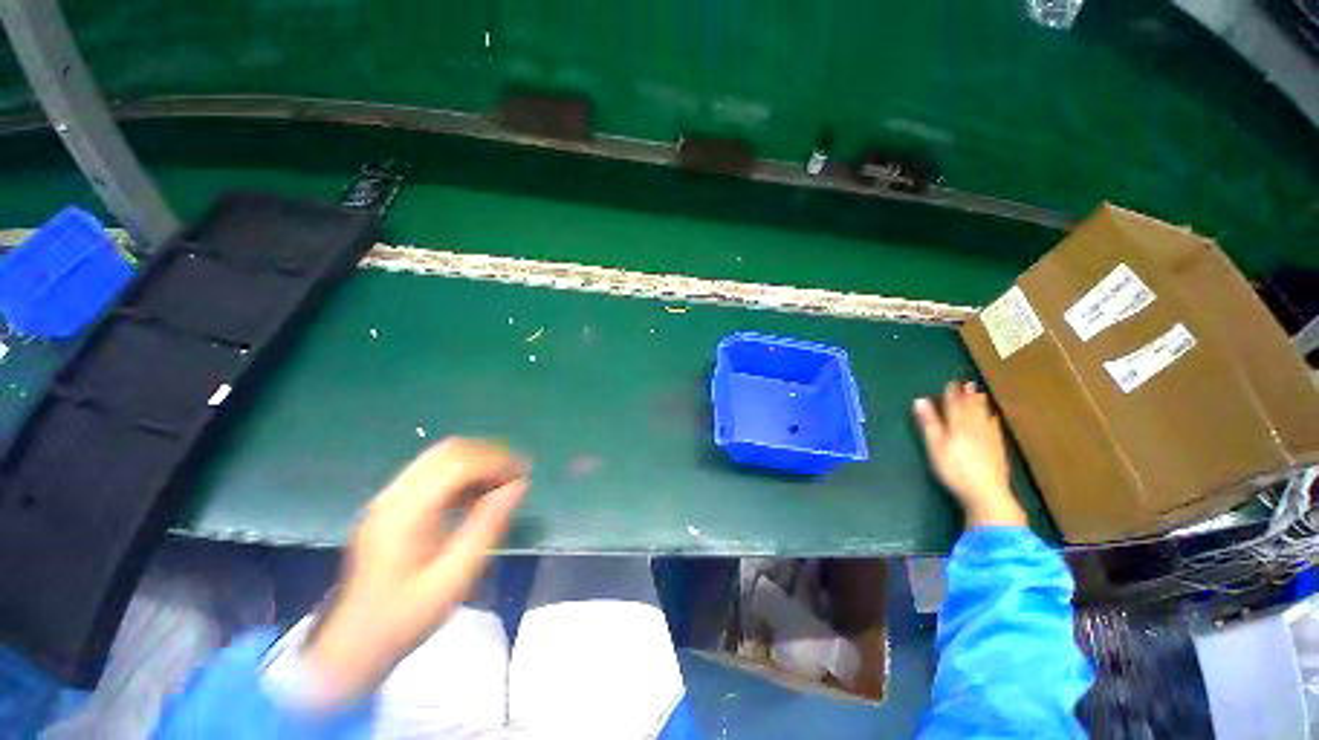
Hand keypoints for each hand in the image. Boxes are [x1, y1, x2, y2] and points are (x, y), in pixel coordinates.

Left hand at [303, 438, 528, 704]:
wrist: (349, 646)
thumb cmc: (405, 617)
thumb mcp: (455, 577)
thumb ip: (487, 526)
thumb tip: (519, 486)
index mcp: (406, 513)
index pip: (458, 464)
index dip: (497, 461)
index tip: (525, 472)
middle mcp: (393, 496)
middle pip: (448, 451)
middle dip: (488, 455)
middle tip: (516, 473)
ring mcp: (387, 499)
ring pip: (440, 457)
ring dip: (476, 462)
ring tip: (502, 481)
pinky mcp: (389, 506)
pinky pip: (431, 473)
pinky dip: (461, 473)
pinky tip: (476, 493)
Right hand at [913, 381, 1025, 528]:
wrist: (986, 492)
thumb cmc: (954, 469)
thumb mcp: (935, 445)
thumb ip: (928, 422)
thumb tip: (920, 401)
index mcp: (957, 426)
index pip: (953, 406)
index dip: (951, 394)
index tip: (951, 383)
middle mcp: (974, 428)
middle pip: (971, 409)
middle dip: (968, 396)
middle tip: (969, 384)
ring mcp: (988, 439)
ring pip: (984, 417)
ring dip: (981, 405)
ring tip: (980, 395)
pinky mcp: (997, 450)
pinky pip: (994, 429)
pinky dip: (992, 420)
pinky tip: (993, 418)